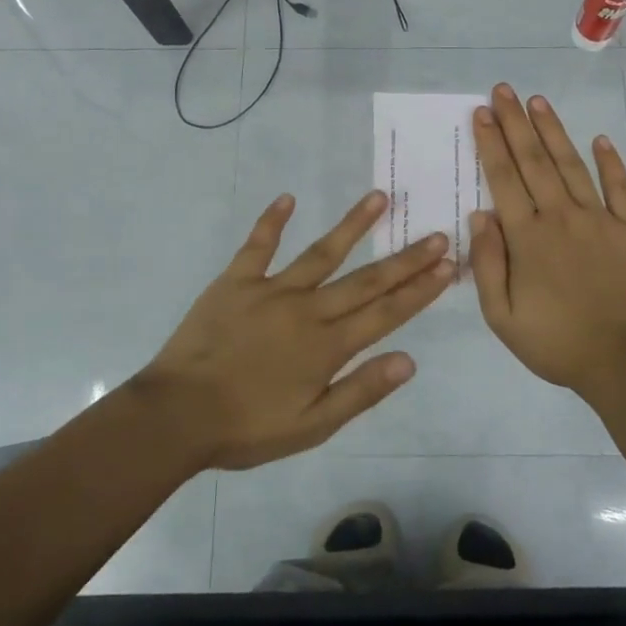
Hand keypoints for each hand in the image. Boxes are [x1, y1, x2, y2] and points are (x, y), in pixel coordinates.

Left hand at [134, 190, 452, 469]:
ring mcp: (271, 290)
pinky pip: (258, 246)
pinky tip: (287, 198)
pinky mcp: (236, 282)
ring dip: (353, 225)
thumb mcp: (312, 425)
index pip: (386, 312)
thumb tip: (410, 360)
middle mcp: (307, 310)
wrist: (176, 415)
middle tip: (437, 233)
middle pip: (366, 279)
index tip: (448, 265)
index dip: (420, 289)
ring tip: (379, 197)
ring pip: (321, 252)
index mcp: (327, 346)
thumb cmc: (247, 427)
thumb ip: (361, 391)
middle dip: (406, 258)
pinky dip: (271, 221)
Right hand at [470, 84, 625, 394]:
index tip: (482, 113)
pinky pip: (620, 188)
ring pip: (572, 164)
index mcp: (527, 237)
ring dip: (553, 131)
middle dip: (515, 123)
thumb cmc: (556, 343)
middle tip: (503, 90)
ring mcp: (601, 219)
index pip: (503, 178)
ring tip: (538, 102)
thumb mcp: (502, 316)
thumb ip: (487, 263)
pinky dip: (610, 161)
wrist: (625, 362)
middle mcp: (561, 216)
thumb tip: (480, 214)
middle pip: (534, 161)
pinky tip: (599, 139)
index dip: (491, 143)